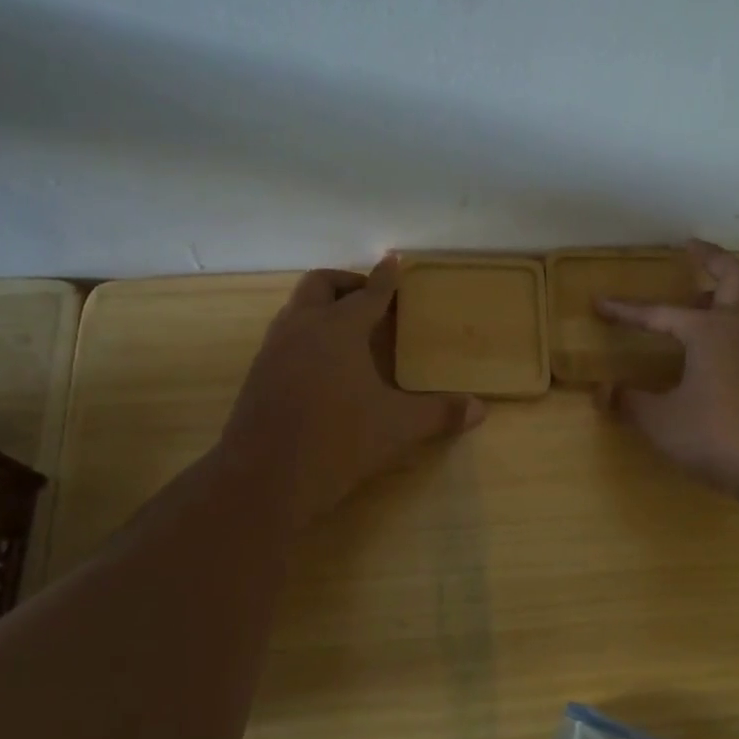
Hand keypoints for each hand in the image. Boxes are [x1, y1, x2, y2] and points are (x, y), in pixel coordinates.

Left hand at [219, 258, 483, 528]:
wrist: (263, 479)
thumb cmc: (338, 442)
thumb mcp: (397, 428)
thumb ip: (439, 414)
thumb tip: (480, 409)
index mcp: (339, 329)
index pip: (369, 293)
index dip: (386, 277)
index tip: (394, 259)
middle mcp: (303, 327)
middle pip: (321, 284)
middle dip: (347, 282)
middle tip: (371, 298)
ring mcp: (274, 349)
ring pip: (297, 308)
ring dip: (322, 306)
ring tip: (348, 329)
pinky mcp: (258, 373)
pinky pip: (285, 335)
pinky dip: (306, 332)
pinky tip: (322, 365)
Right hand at [598, 241, 738, 518]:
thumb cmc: (724, 436)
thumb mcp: (664, 424)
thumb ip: (632, 404)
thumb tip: (604, 392)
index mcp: (712, 331)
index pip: (660, 314)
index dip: (627, 311)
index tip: (600, 303)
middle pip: (735, 275)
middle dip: (712, 257)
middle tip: (692, 249)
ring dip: (738, 290)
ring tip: (714, 298)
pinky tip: (732, 354)